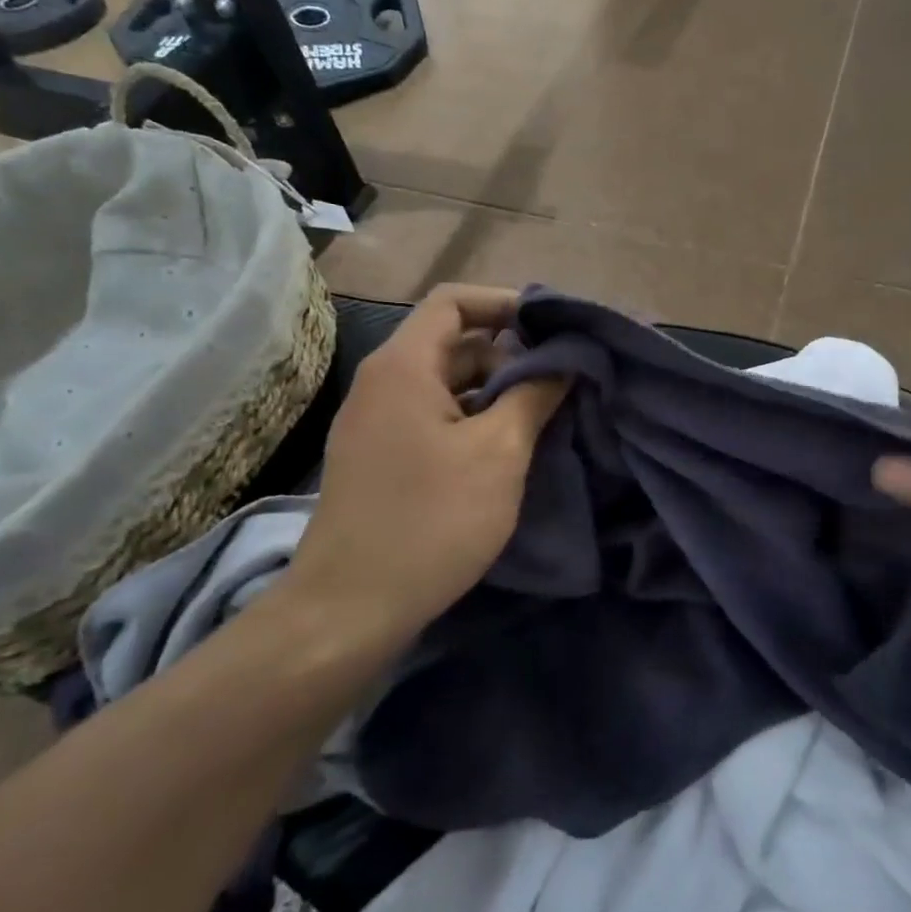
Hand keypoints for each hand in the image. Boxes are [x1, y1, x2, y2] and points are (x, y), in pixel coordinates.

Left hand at [288, 285, 566, 634]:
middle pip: (452, 342)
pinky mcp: (378, 456)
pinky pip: (431, 416)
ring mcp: (375, 422)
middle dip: (509, 354)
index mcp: (404, 366)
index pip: (453, 301)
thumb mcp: (498, 453)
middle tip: (557, 381)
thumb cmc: (431, 521)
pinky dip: (471, 419)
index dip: (505, 303)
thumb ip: (535, 394)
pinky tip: (505, 450)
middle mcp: (383, 382)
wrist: (347, 610)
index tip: (551, 329)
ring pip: (445, 383)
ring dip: (493, 391)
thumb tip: (563, 360)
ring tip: (541, 417)